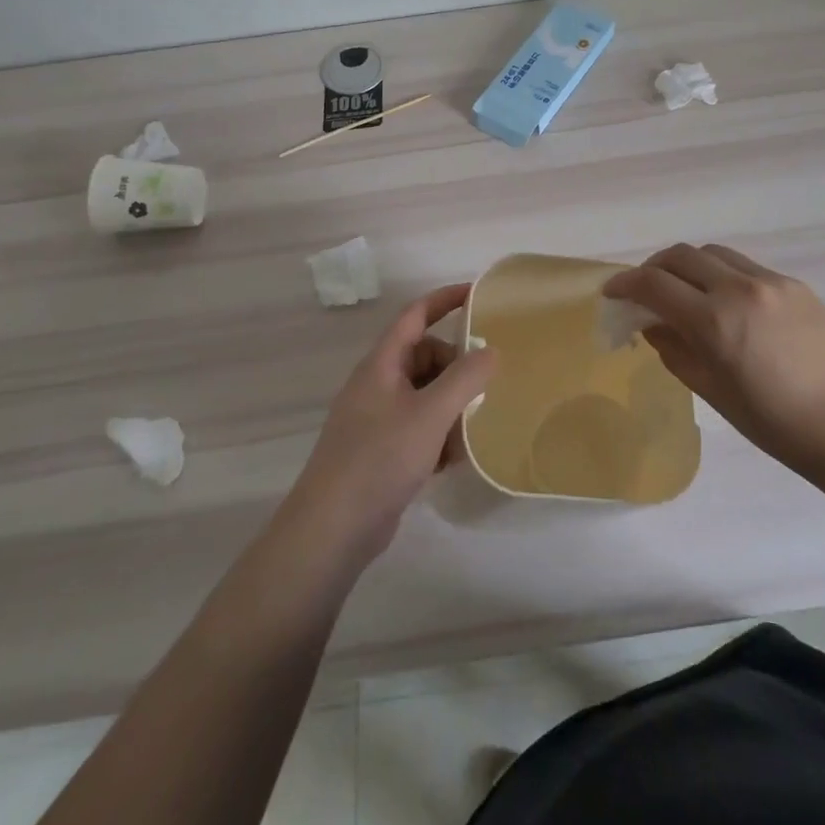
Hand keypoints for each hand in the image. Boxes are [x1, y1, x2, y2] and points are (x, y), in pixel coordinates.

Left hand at [284, 285, 496, 571]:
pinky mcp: (381, 450)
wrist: (332, 529)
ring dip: (451, 407)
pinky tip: (452, 461)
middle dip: (456, 369)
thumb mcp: (430, 414)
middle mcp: (378, 384)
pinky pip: (419, 426)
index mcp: (382, 364)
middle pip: (425, 357)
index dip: (445, 299)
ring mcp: (377, 418)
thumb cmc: (379, 459)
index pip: (416, 315)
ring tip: (470, 432)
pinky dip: (439, 435)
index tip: (478, 295)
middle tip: (483, 389)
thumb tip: (491, 351)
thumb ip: (465, 378)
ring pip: (425, 395)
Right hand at [602, 244, 824, 484]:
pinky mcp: (795, 284)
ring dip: (688, 265)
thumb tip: (651, 324)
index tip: (611, 292)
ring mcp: (771, 282)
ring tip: (685, 291)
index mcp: (715, 322)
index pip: (654, 285)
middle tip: (644, 291)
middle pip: (681, 255)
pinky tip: (726, 303)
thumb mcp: (712, 392)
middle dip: (653, 268)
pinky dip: (721, 274)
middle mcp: (740, 289)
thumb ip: (674, 350)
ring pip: (713, 253)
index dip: (625, 284)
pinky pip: (745, 266)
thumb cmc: (774, 424)